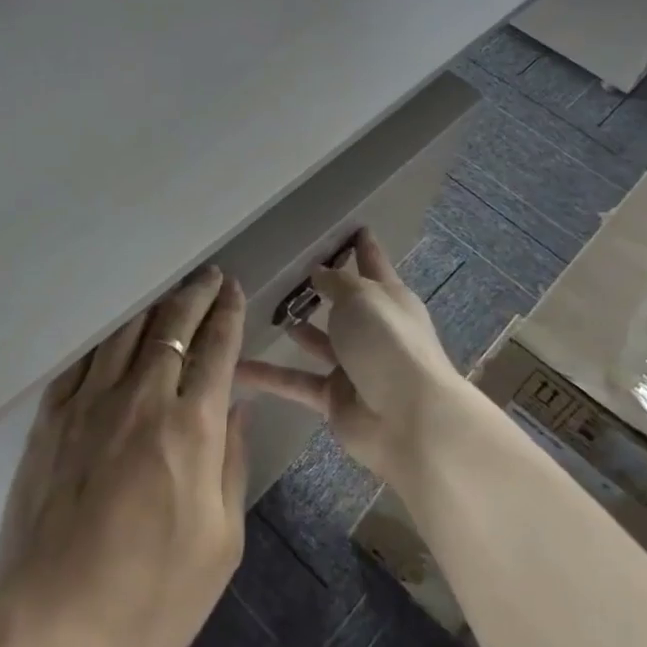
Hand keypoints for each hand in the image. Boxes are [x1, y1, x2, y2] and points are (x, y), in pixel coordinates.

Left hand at [0, 267, 248, 646]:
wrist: (49, 624)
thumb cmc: (149, 597)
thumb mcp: (220, 545)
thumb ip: (232, 465)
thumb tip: (236, 409)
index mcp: (190, 429)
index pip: (216, 351)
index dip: (228, 315)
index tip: (234, 292)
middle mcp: (142, 399)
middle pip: (173, 327)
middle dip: (196, 295)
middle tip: (209, 277)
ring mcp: (90, 404)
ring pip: (127, 332)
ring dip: (154, 305)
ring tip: (170, 290)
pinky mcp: (51, 418)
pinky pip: (83, 358)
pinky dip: (106, 335)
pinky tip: (114, 329)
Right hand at [236, 230, 466, 487]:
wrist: (409, 419)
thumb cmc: (388, 343)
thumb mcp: (361, 297)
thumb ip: (336, 282)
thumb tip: (319, 272)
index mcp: (388, 298)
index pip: (373, 263)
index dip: (363, 246)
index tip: (354, 227)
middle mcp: (373, 328)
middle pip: (345, 303)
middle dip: (321, 289)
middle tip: (286, 272)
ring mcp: (354, 365)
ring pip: (319, 341)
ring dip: (296, 329)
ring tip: (261, 311)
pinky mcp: (334, 397)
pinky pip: (296, 381)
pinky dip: (270, 376)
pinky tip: (237, 367)